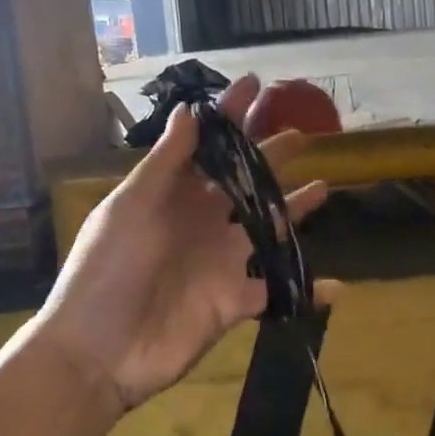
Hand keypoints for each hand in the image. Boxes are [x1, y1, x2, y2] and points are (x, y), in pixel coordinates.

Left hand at [36, 74, 328, 413]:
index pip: (208, 145)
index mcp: (174, 195)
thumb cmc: (107, 270)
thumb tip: (189, 109)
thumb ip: (165, 162)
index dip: (230, 114)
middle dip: (271, 156)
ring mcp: (221, 261)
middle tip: (300, 132)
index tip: (255, 83)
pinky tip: (337, 285)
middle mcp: (202, 222)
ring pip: (268, 229)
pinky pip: (277, 292)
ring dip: (295, 210)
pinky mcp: (235, 301)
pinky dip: (306, 290)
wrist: (98, 352)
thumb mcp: (130, 207)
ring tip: (324, 187)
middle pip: (246, 181)